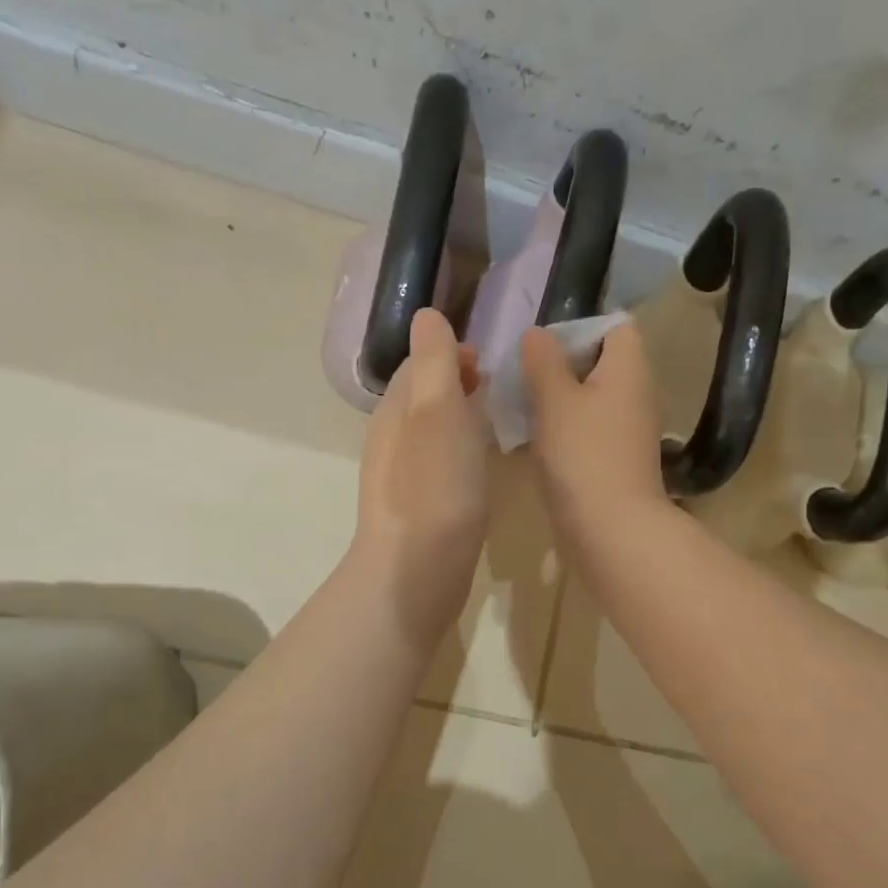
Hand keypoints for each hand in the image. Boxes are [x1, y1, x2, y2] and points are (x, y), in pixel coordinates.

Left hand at [349, 309, 489, 638]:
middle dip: (456, 382)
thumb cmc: (434, 486)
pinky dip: (459, 452)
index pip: (418, 364)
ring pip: (431, 431)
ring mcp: (401, 477)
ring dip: (459, 417)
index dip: (450, 354)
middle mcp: (392, 438)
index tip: (487, 362)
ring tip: (493, 422)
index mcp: (395, 410)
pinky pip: (438, 464)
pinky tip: (479, 468)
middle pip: (423, 396)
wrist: (416, 571)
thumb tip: (426, 316)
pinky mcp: (418, 508)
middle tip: (495, 388)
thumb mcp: (437, 411)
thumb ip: (433, 362)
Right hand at [520, 321, 666, 570]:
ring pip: (591, 397)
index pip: (615, 326)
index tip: (542, 347)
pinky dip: (565, 428)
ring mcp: (628, 428)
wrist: (612, 529)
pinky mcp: (616, 458)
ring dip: (558, 399)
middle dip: (560, 365)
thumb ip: (543, 361)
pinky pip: (589, 428)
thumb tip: (537, 334)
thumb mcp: (555, 400)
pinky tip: (534, 440)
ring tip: (520, 406)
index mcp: (629, 367)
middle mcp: (636, 392)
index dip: (579, 327)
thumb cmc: (583, 455)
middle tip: (522, 376)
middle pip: (600, 361)